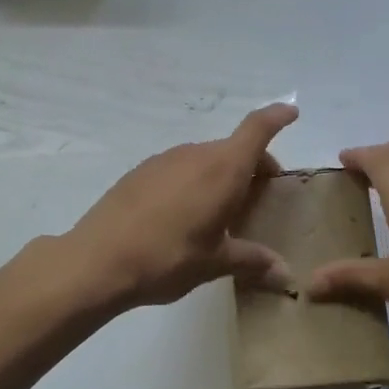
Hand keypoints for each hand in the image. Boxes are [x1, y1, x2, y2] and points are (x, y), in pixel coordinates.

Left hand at [65, 104, 298, 309]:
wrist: (97, 261)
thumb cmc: (168, 258)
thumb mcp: (215, 263)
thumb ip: (252, 262)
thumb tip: (286, 276)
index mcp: (222, 169)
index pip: (257, 129)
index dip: (277, 117)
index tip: (291, 112)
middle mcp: (194, 155)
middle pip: (233, 148)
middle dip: (253, 165)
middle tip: (260, 197)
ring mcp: (163, 160)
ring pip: (204, 158)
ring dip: (221, 175)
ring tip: (220, 213)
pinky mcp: (139, 173)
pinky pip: (178, 169)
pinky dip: (193, 182)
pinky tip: (183, 216)